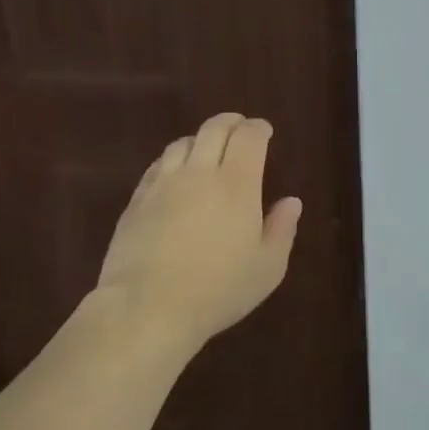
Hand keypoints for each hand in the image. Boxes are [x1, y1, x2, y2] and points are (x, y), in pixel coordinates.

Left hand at [94, 113, 302, 349]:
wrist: (148, 306)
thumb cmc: (218, 290)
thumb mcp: (266, 268)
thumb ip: (282, 230)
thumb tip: (291, 202)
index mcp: (237, 184)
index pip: (249, 137)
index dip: (259, 128)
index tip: (265, 131)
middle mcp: (199, 173)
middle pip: (214, 129)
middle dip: (231, 123)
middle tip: (240, 128)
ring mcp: (163, 183)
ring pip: (183, 143)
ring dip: (200, 139)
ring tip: (207, 150)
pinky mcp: (137, 200)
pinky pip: (157, 165)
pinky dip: (173, 160)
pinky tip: (175, 174)